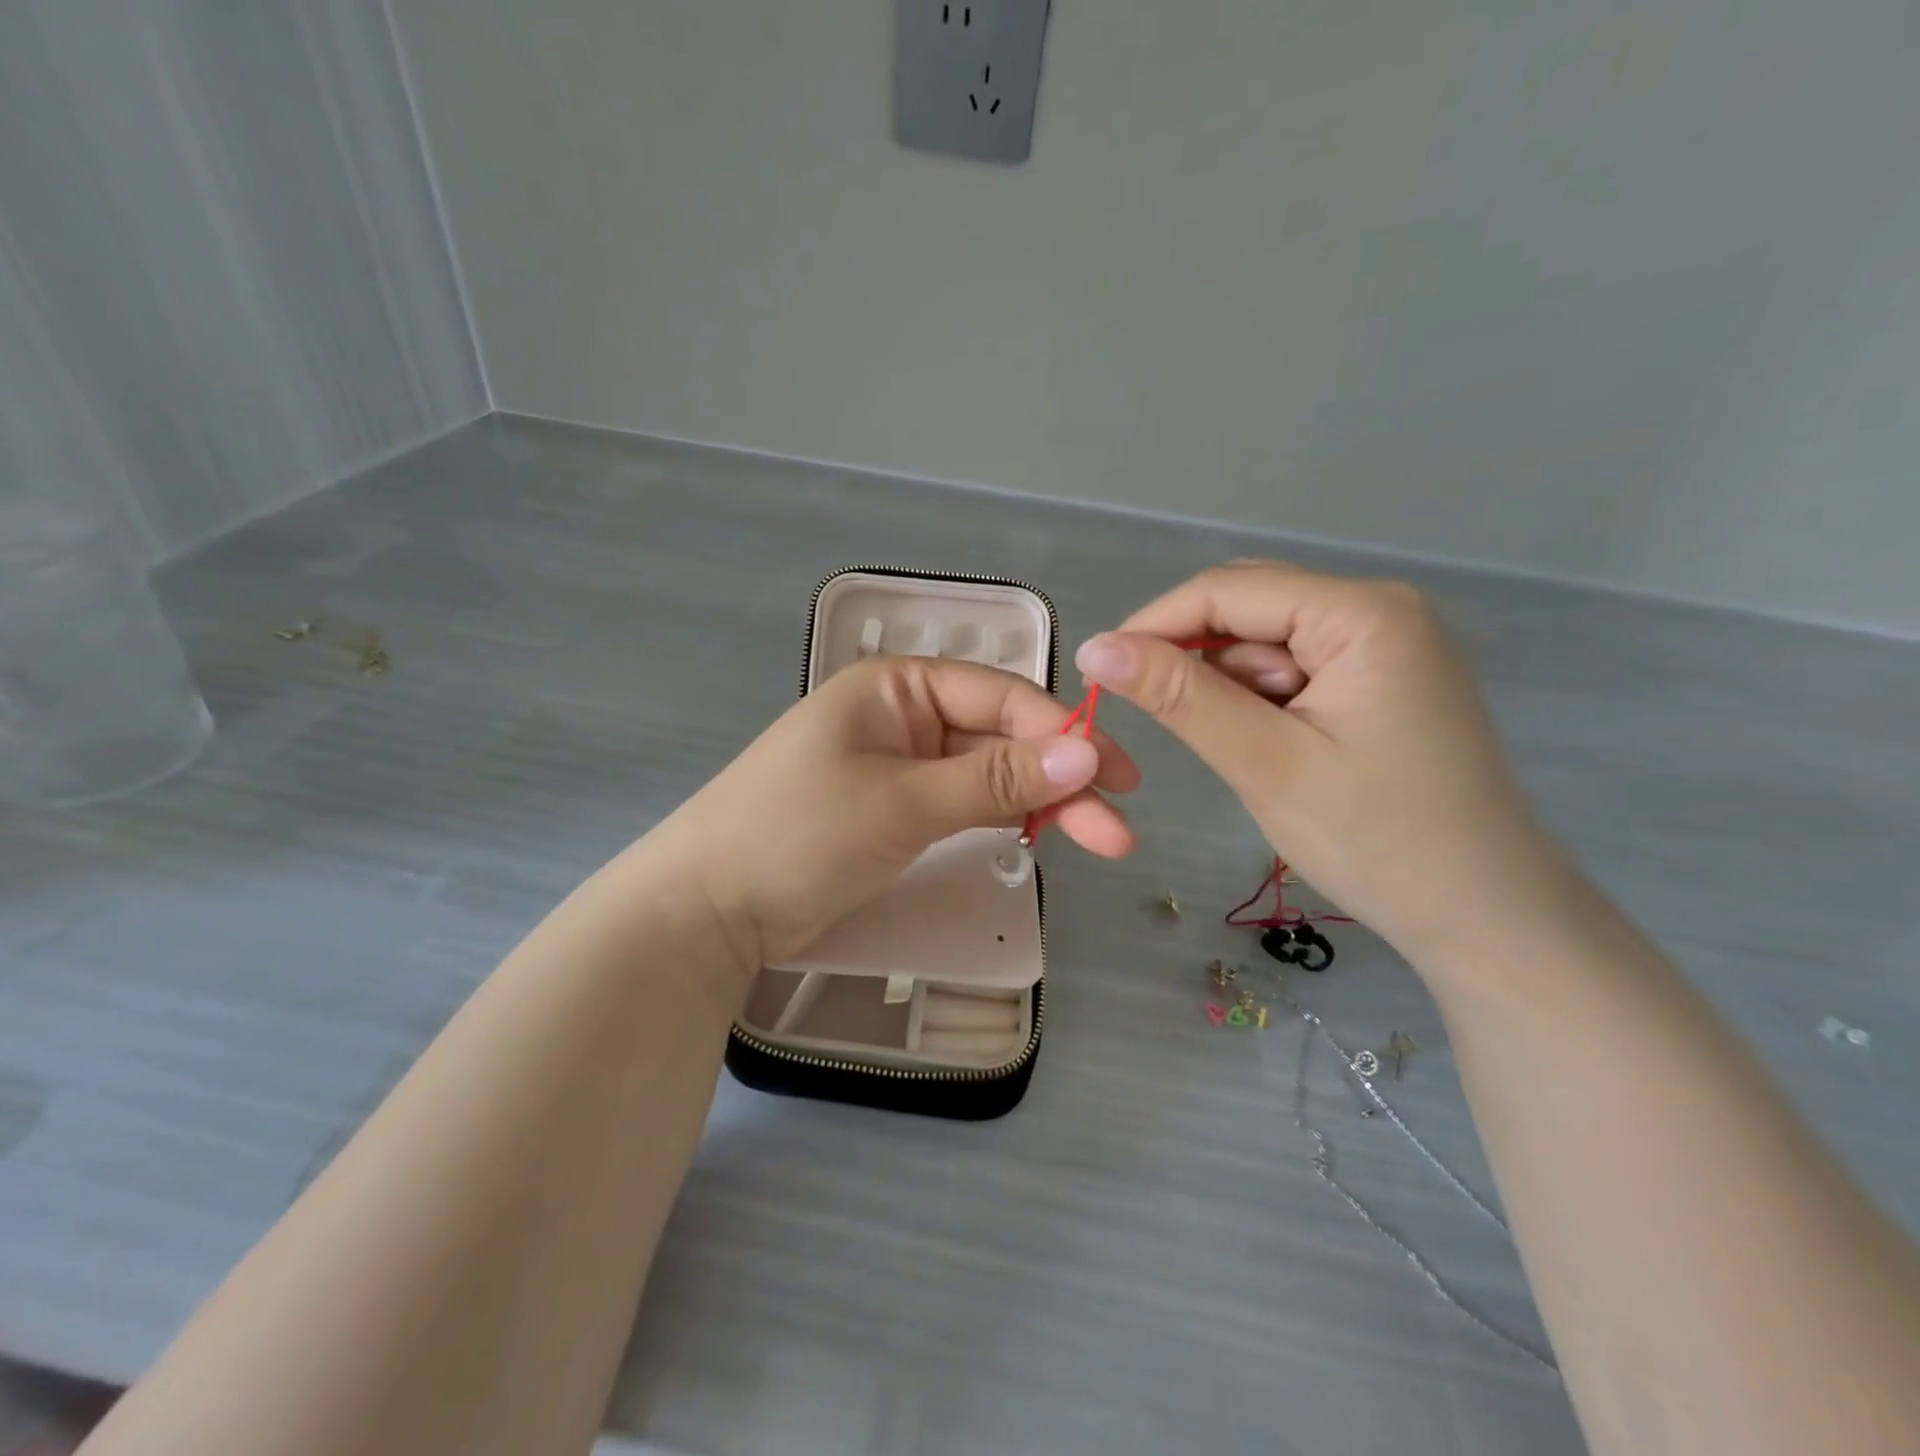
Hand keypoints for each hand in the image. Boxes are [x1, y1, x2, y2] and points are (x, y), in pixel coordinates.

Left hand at [650, 656, 1138, 970]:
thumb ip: (995, 780)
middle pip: (1000, 737)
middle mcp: (903, 716)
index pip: (999, 696)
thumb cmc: (799, 834)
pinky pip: (963, 803)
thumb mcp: (904, 802)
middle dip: (1060, 778)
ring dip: (1040, 802)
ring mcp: (900, 766)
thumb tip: (1087, 755)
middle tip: (1121, 826)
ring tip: (1100, 838)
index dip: (1061, 734)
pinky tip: (1042, 834)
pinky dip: (1002, 817)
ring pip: (987, 774)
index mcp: (897, 687)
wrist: (710, 907)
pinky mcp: (896, 811)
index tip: (1116, 776)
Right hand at [1076, 561, 1553, 960]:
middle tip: (1162, 720)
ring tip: (1248, 754)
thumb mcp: (1264, 763)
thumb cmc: (1377, 840)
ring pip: (1265, 643)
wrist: (1484, 917)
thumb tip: (1095, 648)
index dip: (1153, 624)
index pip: (1228, 590)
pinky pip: (1293, 670)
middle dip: (1194, 659)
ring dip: (1230, 688)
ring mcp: (1384, 645)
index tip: (1096, 671)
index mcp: (1363, 614)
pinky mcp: (1379, 681)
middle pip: (1249, 607)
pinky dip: (1260, 703)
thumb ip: (1180, 697)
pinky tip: (1270, 749)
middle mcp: (1378, 610)